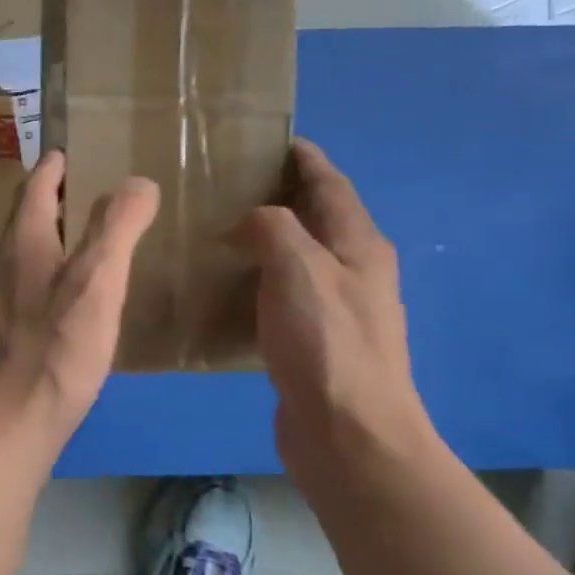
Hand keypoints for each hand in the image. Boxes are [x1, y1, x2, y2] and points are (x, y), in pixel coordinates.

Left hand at [0, 150, 159, 444]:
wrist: (9, 424)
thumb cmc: (55, 349)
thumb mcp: (97, 281)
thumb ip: (116, 227)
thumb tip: (137, 181)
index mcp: (21, 244)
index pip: (33, 188)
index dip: (53, 167)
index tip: (69, 151)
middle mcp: (2, 266)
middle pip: (25, 219)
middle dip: (51, 199)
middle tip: (88, 189)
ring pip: (24, 254)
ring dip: (51, 236)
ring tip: (87, 238)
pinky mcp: (4, 334)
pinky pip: (28, 285)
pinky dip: (50, 271)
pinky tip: (73, 296)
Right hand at [236, 140, 437, 483]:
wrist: (348, 433)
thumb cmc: (327, 343)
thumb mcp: (298, 268)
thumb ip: (273, 228)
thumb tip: (249, 222)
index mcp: (359, 245)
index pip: (331, 184)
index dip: (304, 159)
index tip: (269, 140)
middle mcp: (354, 271)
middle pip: (316, 218)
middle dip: (279, 196)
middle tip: (226, 185)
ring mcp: (336, 309)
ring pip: (297, 258)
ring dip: (265, 240)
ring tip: (216, 231)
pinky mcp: (313, 342)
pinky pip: (282, 294)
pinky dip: (257, 280)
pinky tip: (224, 288)